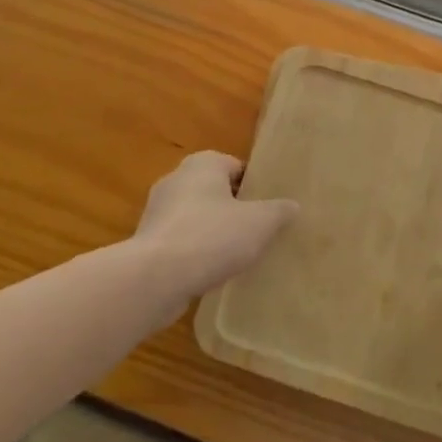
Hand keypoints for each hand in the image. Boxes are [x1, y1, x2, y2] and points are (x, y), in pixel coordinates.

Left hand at [133, 151, 297, 316]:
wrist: (155, 278)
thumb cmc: (211, 237)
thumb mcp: (259, 223)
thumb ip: (279, 211)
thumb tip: (293, 206)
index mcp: (204, 163)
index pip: (238, 167)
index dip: (256, 188)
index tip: (270, 210)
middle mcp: (178, 177)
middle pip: (216, 191)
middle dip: (234, 209)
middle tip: (257, 232)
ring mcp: (158, 209)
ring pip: (197, 216)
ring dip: (213, 232)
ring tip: (236, 255)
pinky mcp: (148, 240)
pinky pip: (180, 240)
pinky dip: (194, 251)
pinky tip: (210, 271)